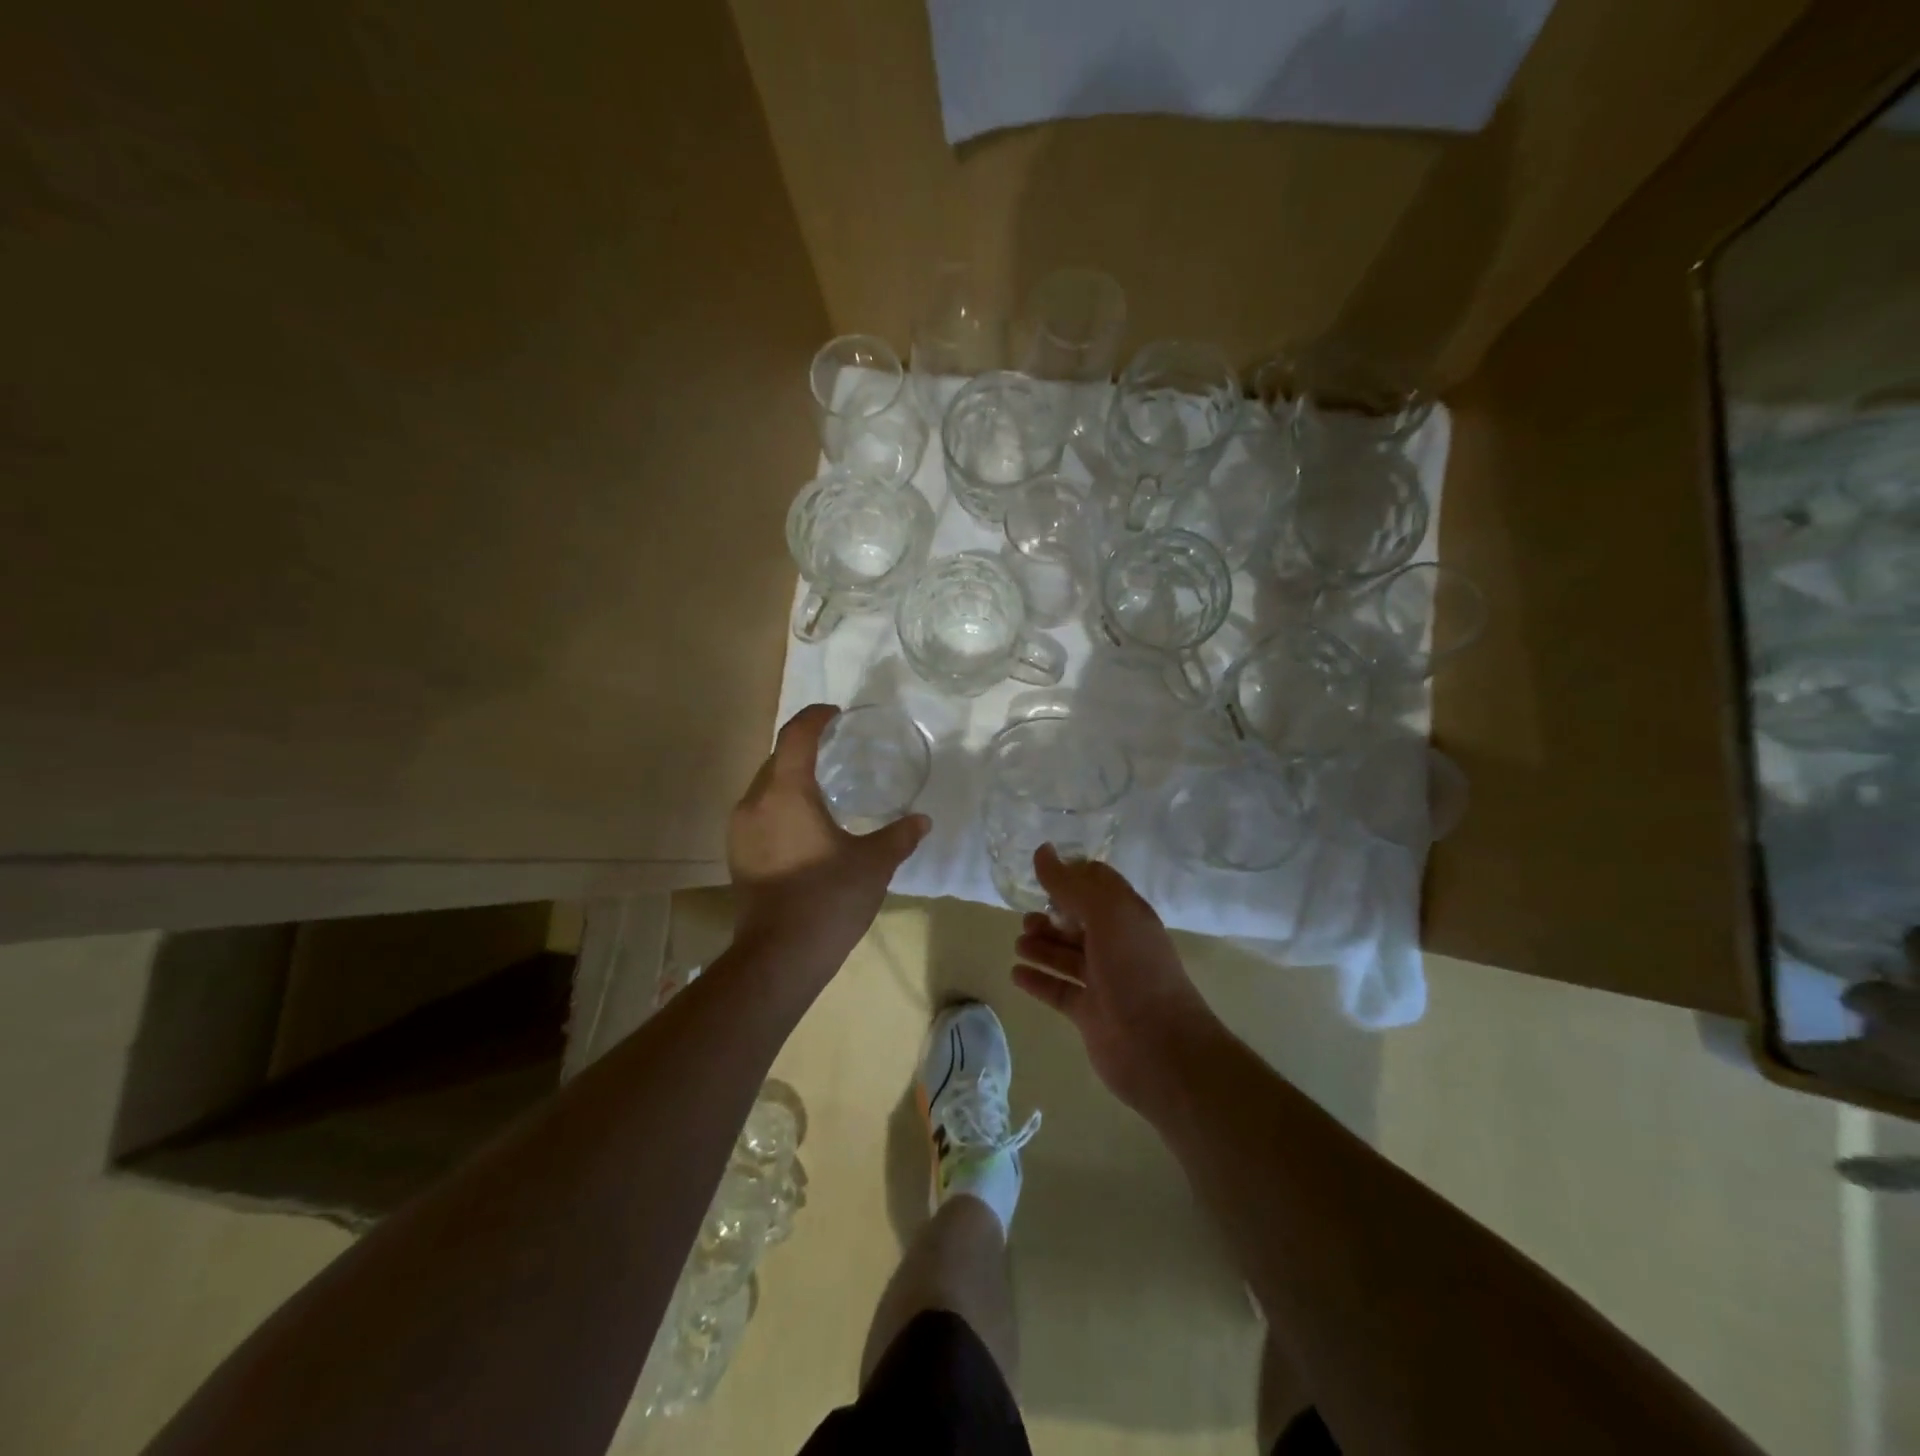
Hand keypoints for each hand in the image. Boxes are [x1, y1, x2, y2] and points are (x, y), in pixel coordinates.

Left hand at [728, 704, 929, 988]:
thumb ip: (899, 836)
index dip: (815, 717)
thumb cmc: (828, 898)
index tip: (836, 714)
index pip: (796, 736)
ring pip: (765, 787)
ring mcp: (740, 830)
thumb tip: (922, 820)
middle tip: (836, 750)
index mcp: (786, 793)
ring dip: (790, 779)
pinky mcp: (738, 855)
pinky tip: (805, 826)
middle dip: (803, 748)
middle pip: (777, 759)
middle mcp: (755, 803)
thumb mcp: (873, 864)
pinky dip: (781, 806)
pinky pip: (760, 813)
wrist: (780, 956)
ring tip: (823, 788)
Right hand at [1010, 845, 1218, 1111]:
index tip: (1039, 871)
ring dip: (1042, 946)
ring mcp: (1104, 980)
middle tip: (1025, 915)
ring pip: (1067, 955)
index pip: (1098, 884)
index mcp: (1128, 915)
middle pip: (1079, 920)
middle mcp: (1117, 944)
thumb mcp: (1106, 916)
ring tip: (1019, 942)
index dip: (1071, 875)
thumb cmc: (1136, 971)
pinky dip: (1038, 980)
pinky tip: (1015, 973)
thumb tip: (1042, 851)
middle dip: (1052, 914)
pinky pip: (1058, 989)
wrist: (1161, 1050)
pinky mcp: (1089, 1013)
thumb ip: (1071, 884)